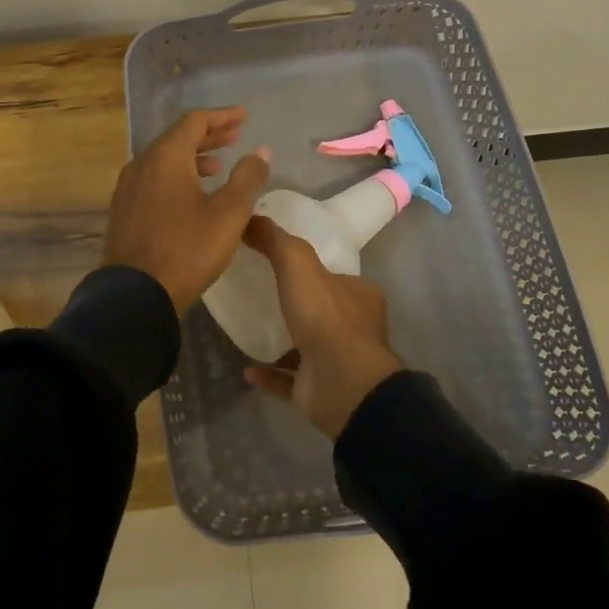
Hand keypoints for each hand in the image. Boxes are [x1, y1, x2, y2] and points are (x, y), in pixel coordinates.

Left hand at [103, 107, 271, 313]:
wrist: (135, 294)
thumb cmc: (187, 249)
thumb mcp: (228, 213)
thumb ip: (247, 177)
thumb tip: (261, 150)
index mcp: (166, 157)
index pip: (195, 121)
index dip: (222, 116)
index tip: (244, 116)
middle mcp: (142, 164)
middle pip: (177, 137)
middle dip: (208, 135)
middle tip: (234, 135)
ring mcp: (128, 187)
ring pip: (163, 159)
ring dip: (192, 156)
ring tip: (218, 165)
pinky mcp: (124, 210)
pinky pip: (153, 178)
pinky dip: (176, 175)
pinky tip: (191, 194)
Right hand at [240, 217, 404, 439]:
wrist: (341, 383)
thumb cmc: (325, 316)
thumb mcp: (298, 264)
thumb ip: (276, 241)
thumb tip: (250, 217)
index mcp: (360, 296)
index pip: (336, 277)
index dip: (313, 270)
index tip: (281, 264)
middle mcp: (356, 328)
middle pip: (324, 311)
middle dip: (299, 305)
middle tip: (262, 296)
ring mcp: (339, 362)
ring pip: (309, 347)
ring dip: (284, 341)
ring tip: (251, 330)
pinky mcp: (321, 390)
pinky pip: (291, 380)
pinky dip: (271, 374)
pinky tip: (248, 368)